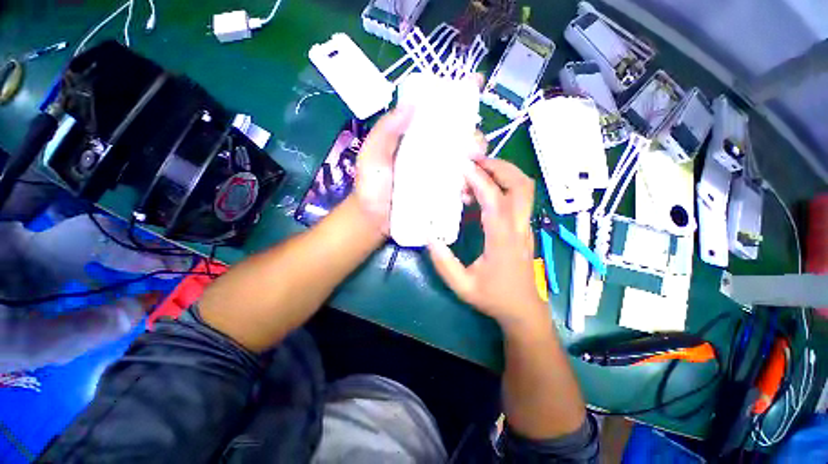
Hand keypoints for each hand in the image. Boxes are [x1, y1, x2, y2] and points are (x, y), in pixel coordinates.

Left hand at [352, 105, 486, 236]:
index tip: (476, 87)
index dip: (458, 101)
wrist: (374, 220)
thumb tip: (410, 105)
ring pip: (466, 163)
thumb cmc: (371, 186)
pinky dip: (469, 188)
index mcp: (417, 139)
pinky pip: (461, 187)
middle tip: (473, 150)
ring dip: (476, 165)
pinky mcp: (442, 195)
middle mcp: (431, 154)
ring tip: (471, 174)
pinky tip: (466, 194)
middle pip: (460, 139)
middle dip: (474, 139)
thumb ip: (386, 130)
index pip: (439, 116)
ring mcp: (439, 176)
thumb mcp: (372, 155)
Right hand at [428, 159, 548, 331]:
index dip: (480, 180)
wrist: (524, 310)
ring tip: (476, 171)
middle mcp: (518, 228)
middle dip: (499, 166)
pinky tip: (479, 194)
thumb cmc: (494, 298)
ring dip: (503, 173)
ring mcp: (524, 227)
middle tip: (474, 160)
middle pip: (521, 185)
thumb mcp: (463, 286)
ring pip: (524, 189)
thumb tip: (429, 236)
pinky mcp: (522, 228)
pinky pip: (517, 199)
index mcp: (503, 241)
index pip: (495, 201)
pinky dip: (501, 186)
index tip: (463, 166)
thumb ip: (444, 263)